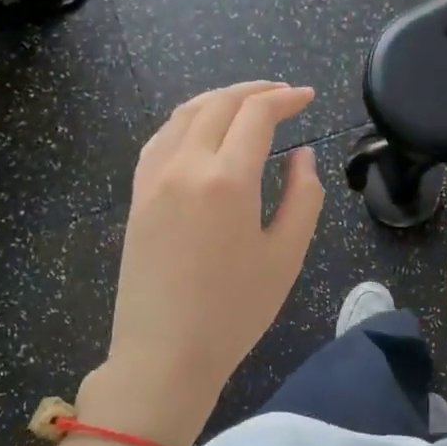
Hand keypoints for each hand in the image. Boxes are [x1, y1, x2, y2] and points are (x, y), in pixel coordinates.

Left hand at [80, 82, 323, 445]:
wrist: (164, 354)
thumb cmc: (235, 312)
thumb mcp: (286, 256)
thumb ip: (304, 196)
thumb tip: (302, 155)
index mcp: (227, 180)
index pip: (257, 115)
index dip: (286, 99)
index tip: (309, 97)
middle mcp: (185, 165)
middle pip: (219, 104)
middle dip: (255, 90)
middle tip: (284, 93)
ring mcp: (153, 178)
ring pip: (185, 114)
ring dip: (219, 99)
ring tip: (247, 103)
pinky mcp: (137, 195)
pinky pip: (161, 138)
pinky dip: (188, 120)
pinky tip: (202, 130)